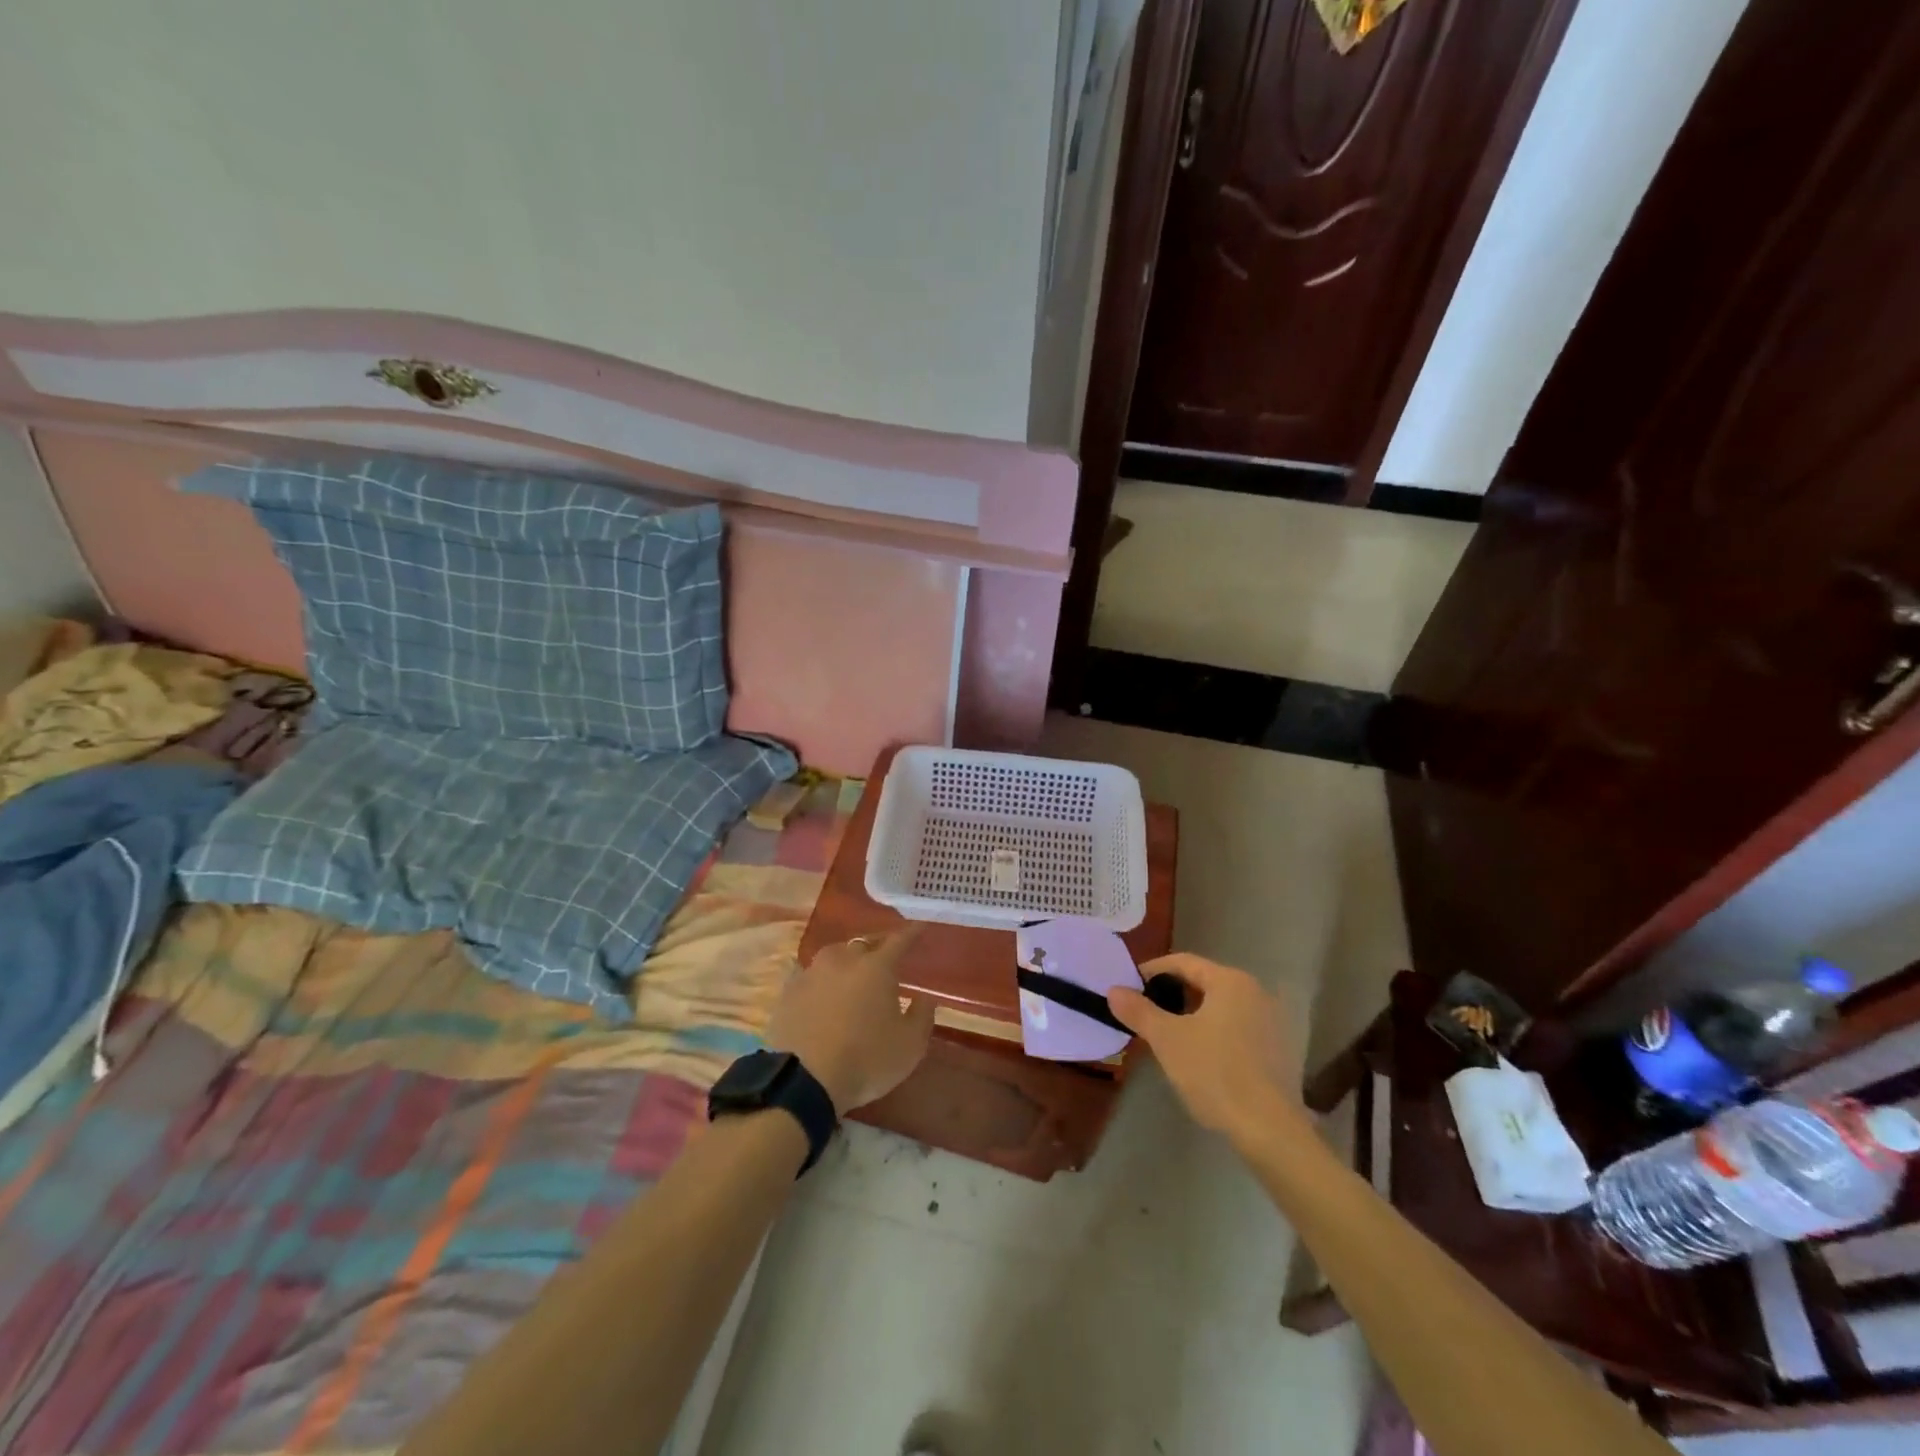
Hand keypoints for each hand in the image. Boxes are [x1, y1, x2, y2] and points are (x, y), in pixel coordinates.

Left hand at [767, 929, 935, 1113]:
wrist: (804, 1082)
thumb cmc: (866, 1060)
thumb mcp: (910, 1045)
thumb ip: (922, 1015)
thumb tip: (925, 997)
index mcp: (876, 967)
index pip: (899, 940)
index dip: (912, 933)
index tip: (920, 926)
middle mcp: (843, 960)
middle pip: (863, 944)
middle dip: (877, 947)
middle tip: (885, 958)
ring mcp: (811, 973)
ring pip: (834, 957)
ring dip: (846, 962)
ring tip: (852, 976)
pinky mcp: (788, 992)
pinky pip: (810, 977)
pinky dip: (821, 981)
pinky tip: (822, 994)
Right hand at [1108, 953, 1303, 1147]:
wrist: (1270, 1131)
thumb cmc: (1215, 1073)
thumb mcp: (1167, 1040)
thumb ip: (1139, 1011)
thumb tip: (1114, 990)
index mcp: (1230, 981)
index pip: (1183, 962)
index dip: (1152, 971)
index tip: (1130, 988)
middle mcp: (1256, 992)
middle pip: (1204, 983)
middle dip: (1172, 995)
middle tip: (1145, 1013)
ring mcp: (1273, 1022)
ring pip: (1222, 1008)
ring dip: (1193, 1016)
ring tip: (1167, 1036)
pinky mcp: (1281, 1051)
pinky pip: (1238, 1029)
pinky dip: (1215, 1033)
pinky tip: (1201, 1058)